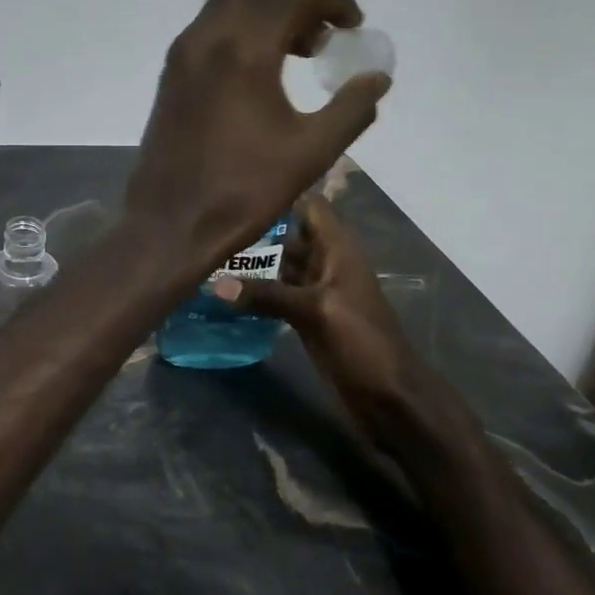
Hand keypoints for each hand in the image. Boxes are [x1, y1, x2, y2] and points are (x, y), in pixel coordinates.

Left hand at [124, 0, 390, 270]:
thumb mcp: (311, 153)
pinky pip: (206, 30)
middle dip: (293, 2)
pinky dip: (236, 32)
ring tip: (292, 55)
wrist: (170, 222)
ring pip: (224, 4)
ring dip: (262, 13)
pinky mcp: (169, 76)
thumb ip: (351, 109)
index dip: (332, 1)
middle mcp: (207, 39)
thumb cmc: (243, 190)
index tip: (353, 25)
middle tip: (319, 40)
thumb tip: (377, 78)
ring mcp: (182, 56)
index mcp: (244, 51)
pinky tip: (256, 74)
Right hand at [214, 194, 423, 443]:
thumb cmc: (362, 343)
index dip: (280, 197)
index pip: (310, 207)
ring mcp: (316, 292)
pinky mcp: (306, 318)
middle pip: (287, 237)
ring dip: (249, 265)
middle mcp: (326, 264)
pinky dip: (254, 295)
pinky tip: (222, 296)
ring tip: (206, 258)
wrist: (389, 398)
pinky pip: (276, 296)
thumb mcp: (315, 312)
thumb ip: (267, 295)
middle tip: (207, 230)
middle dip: (254, 233)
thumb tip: (215, 285)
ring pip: (279, 268)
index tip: (238, 197)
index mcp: (337, 250)